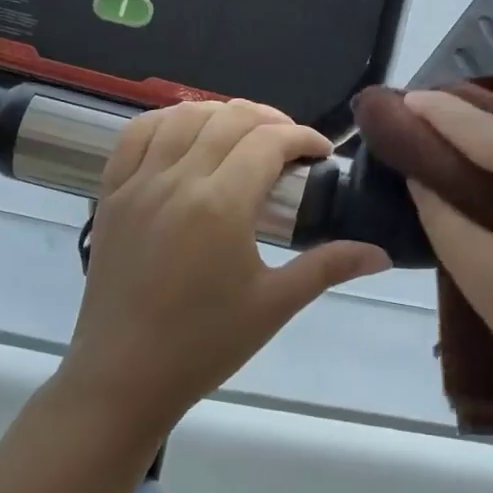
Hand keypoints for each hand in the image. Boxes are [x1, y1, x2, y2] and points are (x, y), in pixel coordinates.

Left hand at [58, 99, 390, 439]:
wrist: (122, 378)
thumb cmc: (204, 345)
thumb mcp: (274, 304)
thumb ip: (329, 267)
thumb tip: (381, 254)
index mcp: (221, 204)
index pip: (269, 141)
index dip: (304, 137)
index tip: (322, 154)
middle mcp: (177, 179)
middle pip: (230, 118)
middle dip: (270, 121)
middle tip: (292, 147)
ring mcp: (137, 183)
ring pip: (183, 116)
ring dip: (222, 115)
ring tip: (244, 136)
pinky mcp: (110, 194)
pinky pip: (136, 135)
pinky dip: (168, 121)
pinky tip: (187, 134)